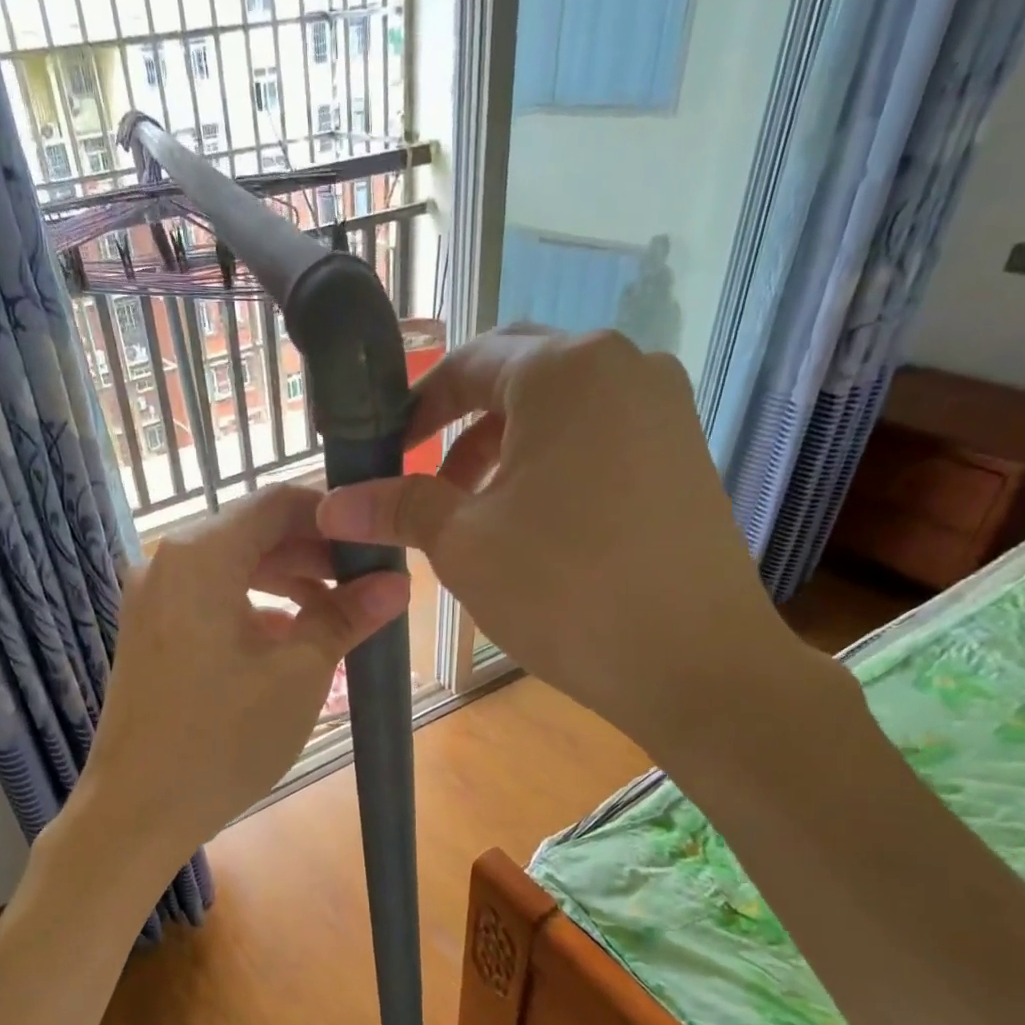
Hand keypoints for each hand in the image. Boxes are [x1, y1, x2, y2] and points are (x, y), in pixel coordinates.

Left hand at [78, 485, 409, 867]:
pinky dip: (253, 608)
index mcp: (200, 554)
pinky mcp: (150, 632)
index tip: (377, 540)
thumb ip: (346, 617)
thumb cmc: (222, 739)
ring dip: (287, 582)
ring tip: (337, 613)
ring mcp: (153, 599)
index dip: (333, 514)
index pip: (277, 501)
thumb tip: (396, 582)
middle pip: (253, 533)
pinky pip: (210, 600)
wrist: (135, 811)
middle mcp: (167, 562)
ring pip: (233, 568)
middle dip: (314, 554)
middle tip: (367, 582)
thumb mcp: (298, 674)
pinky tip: (289, 640)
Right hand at [316, 327, 814, 763]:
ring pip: (559, 409)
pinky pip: (598, 436)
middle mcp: (624, 366)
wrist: (695, 662)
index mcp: (565, 370)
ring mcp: (664, 408)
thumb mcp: (463, 544)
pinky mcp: (684, 453)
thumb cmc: (565, 589)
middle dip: (460, 424)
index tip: (384, 456)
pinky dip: (551, 464)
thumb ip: (397, 507)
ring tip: (472, 512)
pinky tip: (533, 524)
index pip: (467, 363)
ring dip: (503, 448)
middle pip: (516, 376)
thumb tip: (329, 504)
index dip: (415, 409)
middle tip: (425, 480)